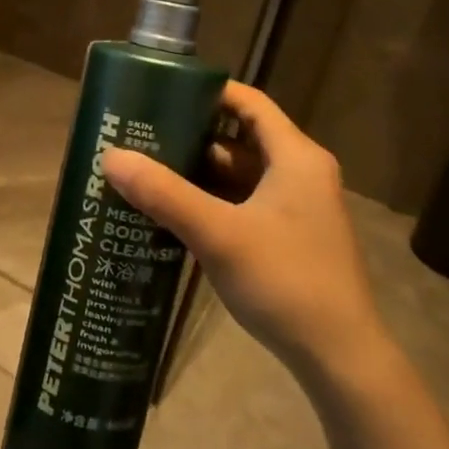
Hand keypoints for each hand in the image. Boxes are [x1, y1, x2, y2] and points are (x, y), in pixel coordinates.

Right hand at [101, 81, 390, 380]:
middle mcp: (297, 175)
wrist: (338, 356)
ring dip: (193, 174)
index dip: (207, 92)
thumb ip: (164, 194)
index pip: (249, 103)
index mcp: (294, 158)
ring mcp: (292, 209)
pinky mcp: (283, 238)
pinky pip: (238, 205)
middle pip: (236, 141)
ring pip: (235, 177)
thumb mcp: (218, 234)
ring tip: (142, 171)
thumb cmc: (285, 280)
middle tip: (137, 136)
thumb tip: (111, 156)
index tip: (160, 92)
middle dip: (187, 138)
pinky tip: (167, 213)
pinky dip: (205, 203)